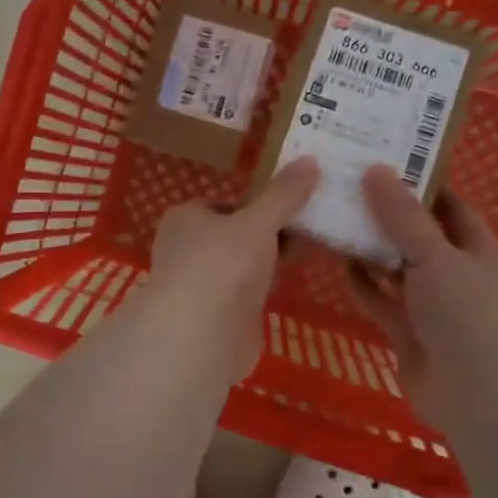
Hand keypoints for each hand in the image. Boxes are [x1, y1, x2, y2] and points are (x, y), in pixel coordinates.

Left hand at [142, 157, 320, 384]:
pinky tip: (293, 284)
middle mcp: (186, 249)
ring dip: (269, 262)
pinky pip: (247, 294)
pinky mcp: (216, 316)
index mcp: (185, 218)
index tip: (294, 203)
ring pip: (242, 265)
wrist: (201, 337)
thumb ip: (284, 194)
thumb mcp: (258, 221)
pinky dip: (266, 289)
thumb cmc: (222, 265)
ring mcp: (200, 285)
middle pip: (235, 234)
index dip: (258, 203)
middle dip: (269, 233)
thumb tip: (310, 160)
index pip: (225, 203)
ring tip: (312, 249)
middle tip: (312, 226)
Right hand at [348, 166, 497, 434]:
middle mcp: (452, 270)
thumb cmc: (468, 314)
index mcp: (474, 246)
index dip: (416, 179)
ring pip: (393, 266)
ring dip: (368, 247)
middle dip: (383, 212)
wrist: (479, 397)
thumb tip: (376, 170)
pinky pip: (379, 299)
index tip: (378, 157)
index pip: (445, 202)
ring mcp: (429, 303)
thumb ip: (403, 216)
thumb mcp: (436, 256)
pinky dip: (361, 284)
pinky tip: (337, 263)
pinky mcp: (406, 331)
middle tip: (343, 183)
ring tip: (332, 216)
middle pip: (414, 232)